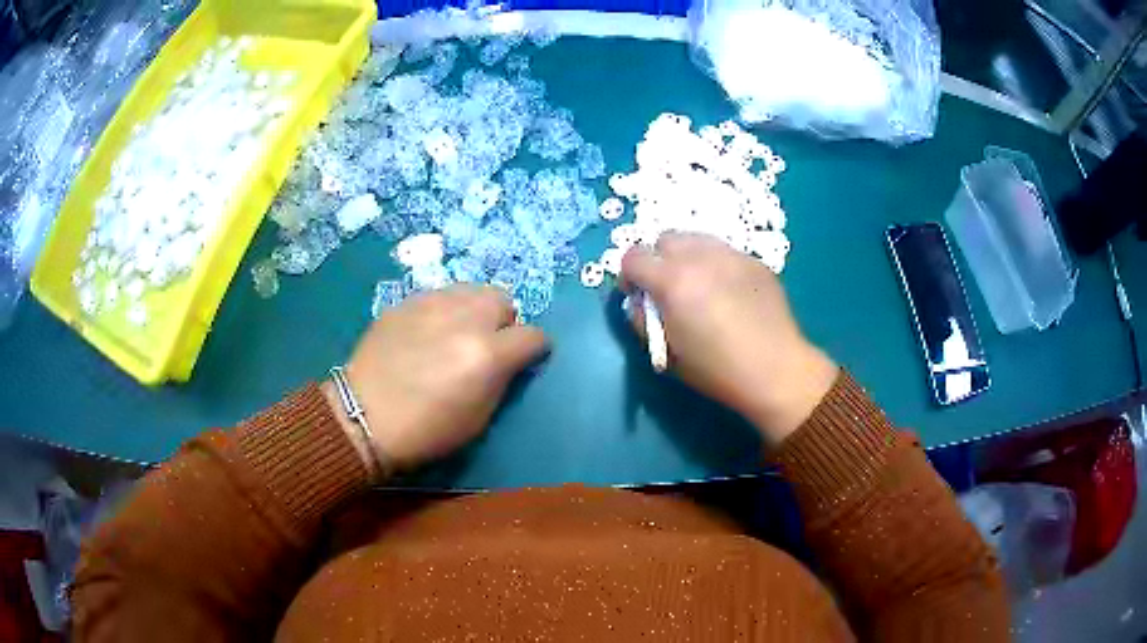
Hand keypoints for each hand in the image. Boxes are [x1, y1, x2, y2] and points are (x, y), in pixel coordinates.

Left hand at [324, 285, 547, 472]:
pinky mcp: (407, 301)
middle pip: (503, 300)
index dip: (535, 349)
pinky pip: (441, 295)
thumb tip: (510, 360)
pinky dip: (445, 310)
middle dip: (504, 322)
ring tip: (459, 332)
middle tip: (488, 344)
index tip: (526, 358)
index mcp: (488, 354)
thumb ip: (502, 380)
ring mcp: (433, 304)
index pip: (533, 335)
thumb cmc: (426, 430)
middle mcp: (465, 319)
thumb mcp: (479, 417)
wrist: (365, 416)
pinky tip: (429, 331)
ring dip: (475, 310)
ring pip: (472, 290)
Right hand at [621, 232, 838, 443]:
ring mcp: (731, 255)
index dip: (629, 276)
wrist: (775, 370)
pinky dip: (716, 265)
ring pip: (696, 239)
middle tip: (670, 290)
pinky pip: (724, 252)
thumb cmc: (716, 369)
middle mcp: (700, 257)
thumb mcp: (666, 353)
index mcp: (673, 281)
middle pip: (665, 239)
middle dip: (659, 261)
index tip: (640, 296)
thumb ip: (643, 320)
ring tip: (700, 287)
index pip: (633, 257)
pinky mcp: (754, 260)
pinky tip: (729, 293)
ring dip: (687, 258)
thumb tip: (641, 302)